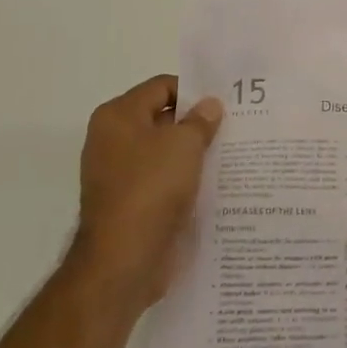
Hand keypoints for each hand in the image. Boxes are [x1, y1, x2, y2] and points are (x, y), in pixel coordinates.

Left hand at [69, 75, 221, 310]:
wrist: (123, 260)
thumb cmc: (151, 188)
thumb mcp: (184, 145)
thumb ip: (200, 120)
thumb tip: (210, 105)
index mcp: (118, 116)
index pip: (161, 86)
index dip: (193, 91)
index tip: (225, 103)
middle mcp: (112, 141)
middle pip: (162, 119)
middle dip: (196, 123)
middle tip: (234, 126)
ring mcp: (119, 175)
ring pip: (164, 153)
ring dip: (193, 154)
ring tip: (230, 154)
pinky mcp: (130, 204)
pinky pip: (162, 181)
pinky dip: (184, 181)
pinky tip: (214, 184)